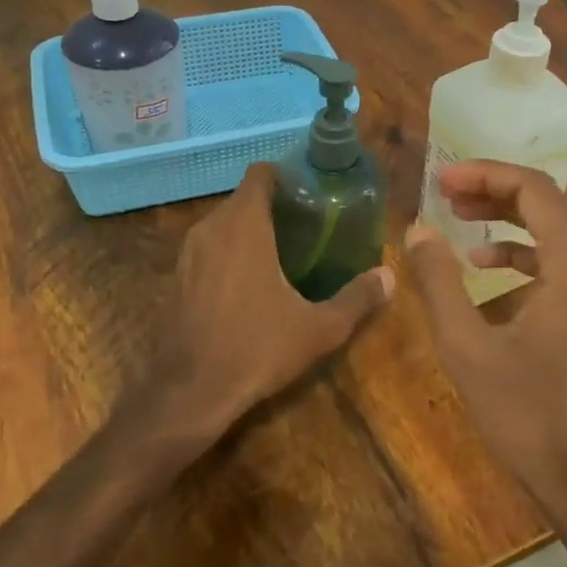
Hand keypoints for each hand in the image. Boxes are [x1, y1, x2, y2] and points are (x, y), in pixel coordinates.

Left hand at [137, 163, 392, 452]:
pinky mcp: (177, 277)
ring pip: (224, 224)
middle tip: (310, 227)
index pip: (261, 174)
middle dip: (276, 206)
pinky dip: (230, 252)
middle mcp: (211, 228)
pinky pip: (209, 248)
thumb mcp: (318, 329)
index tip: (312, 193)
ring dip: (252, 229)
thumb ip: (356, 299)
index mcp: (244, 225)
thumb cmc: (256, 349)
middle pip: (245, 198)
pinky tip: (251, 283)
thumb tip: (389, 277)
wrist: (188, 392)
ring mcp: (188, 253)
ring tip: (286, 253)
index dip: (287, 176)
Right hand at [406, 161, 566, 506]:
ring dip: (511, 223)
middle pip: (551, 204)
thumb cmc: (531, 417)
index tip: (439, 180)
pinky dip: (530, 257)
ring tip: (461, 227)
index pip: (534, 189)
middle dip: (495, 194)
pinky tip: (490, 274)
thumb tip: (417, 231)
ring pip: (561, 232)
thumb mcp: (469, 348)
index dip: (484, 175)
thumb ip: (439, 282)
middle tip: (445, 196)